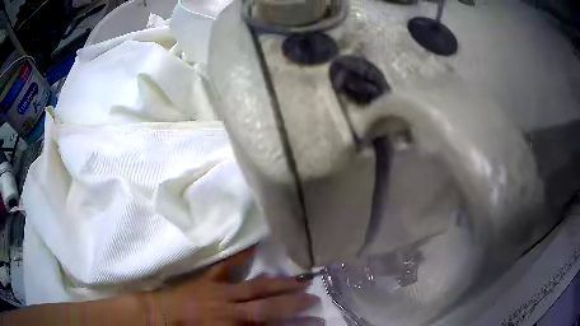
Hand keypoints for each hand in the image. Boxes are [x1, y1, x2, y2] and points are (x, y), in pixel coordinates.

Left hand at [147, 248, 321, 324]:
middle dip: (292, 303)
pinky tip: (254, 245)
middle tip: (313, 297)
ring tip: (298, 280)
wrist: (159, 317)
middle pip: (267, 305)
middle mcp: (230, 309)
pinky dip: (240, 257)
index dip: (295, 325)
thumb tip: (265, 325)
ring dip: (278, 284)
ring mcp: (220, 291)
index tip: (316, 322)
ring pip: (255, 287)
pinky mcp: (208, 280)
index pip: (270, 325)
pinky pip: (226, 267)